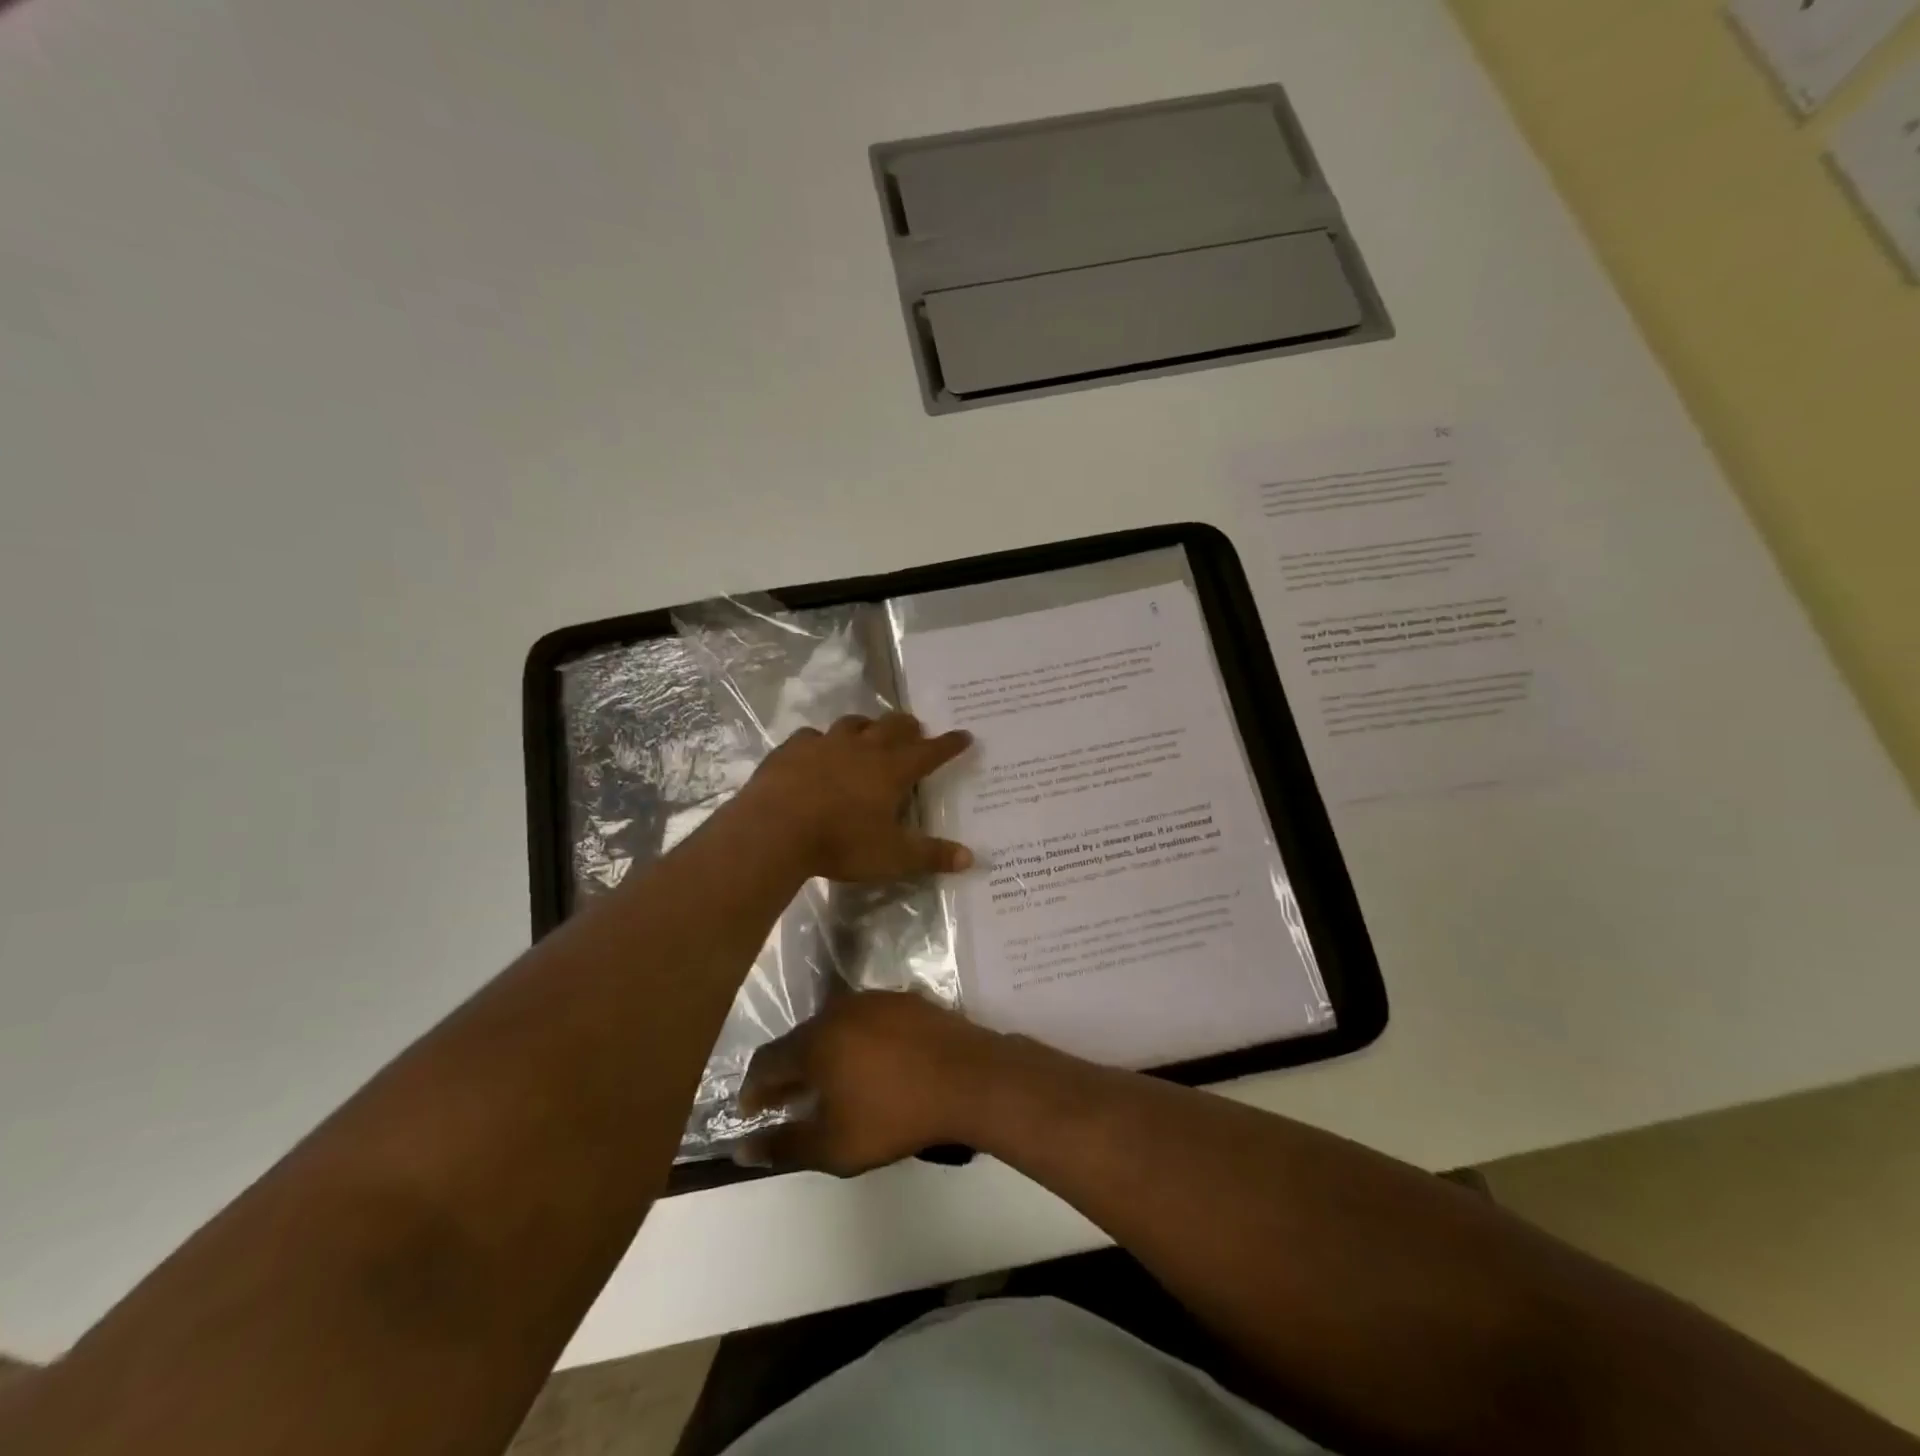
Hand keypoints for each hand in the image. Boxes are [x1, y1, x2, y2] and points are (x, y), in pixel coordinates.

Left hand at [735, 713, 974, 882]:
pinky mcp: (792, 749)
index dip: (949, 744)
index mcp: (892, 770)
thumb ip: (932, 855)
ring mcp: (825, 744)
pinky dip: (820, 741)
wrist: (775, 829)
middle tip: (915, 730)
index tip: (964, 735)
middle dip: (908, 726)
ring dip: (866, 726)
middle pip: (893, 726)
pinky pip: (811, 736)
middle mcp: (863, 748)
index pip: (930, 752)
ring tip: (869, 733)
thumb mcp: (893, 856)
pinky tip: (816, 750)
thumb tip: (971, 858)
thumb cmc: (842, 842)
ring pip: (853, 723)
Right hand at [736, 992, 1004, 1174]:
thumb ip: (784, 1146)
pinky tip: (870, 1064)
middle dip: (789, 1071)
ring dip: (824, 1054)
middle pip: (800, 1040)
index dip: (753, 1088)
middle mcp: (839, 1011)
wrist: (968, 1078)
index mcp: (815, 1041)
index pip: (767, 1061)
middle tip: (788, 1100)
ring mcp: (875, 1000)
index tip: (751, 1111)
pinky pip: (867, 1020)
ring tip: (829, 1084)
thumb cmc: (895, 1115)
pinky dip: (857, 1042)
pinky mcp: (905, 1000)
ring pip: (835, 1027)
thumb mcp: (834, 1146)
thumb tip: (742, 1150)